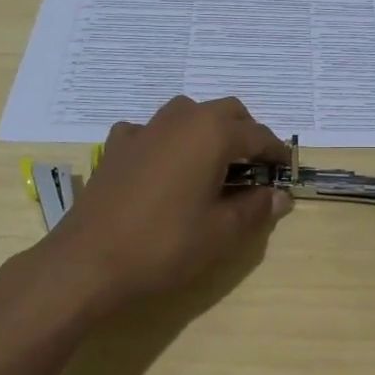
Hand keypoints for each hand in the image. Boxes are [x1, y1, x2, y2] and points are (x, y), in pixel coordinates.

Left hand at [32, 96, 293, 314]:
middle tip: (255, 166)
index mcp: (212, 134)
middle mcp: (181, 119)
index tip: (286, 170)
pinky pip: (152, 131)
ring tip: (214, 164)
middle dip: (246, 133)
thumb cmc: (165, 245)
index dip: (276, 153)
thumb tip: (280, 196)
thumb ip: (255, 208)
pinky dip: (168, 141)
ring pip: (188, 114)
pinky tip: (165, 168)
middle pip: (226, 112)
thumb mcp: (221, 233)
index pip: (257, 135)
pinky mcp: (117, 146)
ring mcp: (144, 129)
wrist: (87, 262)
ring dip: (208, 130)